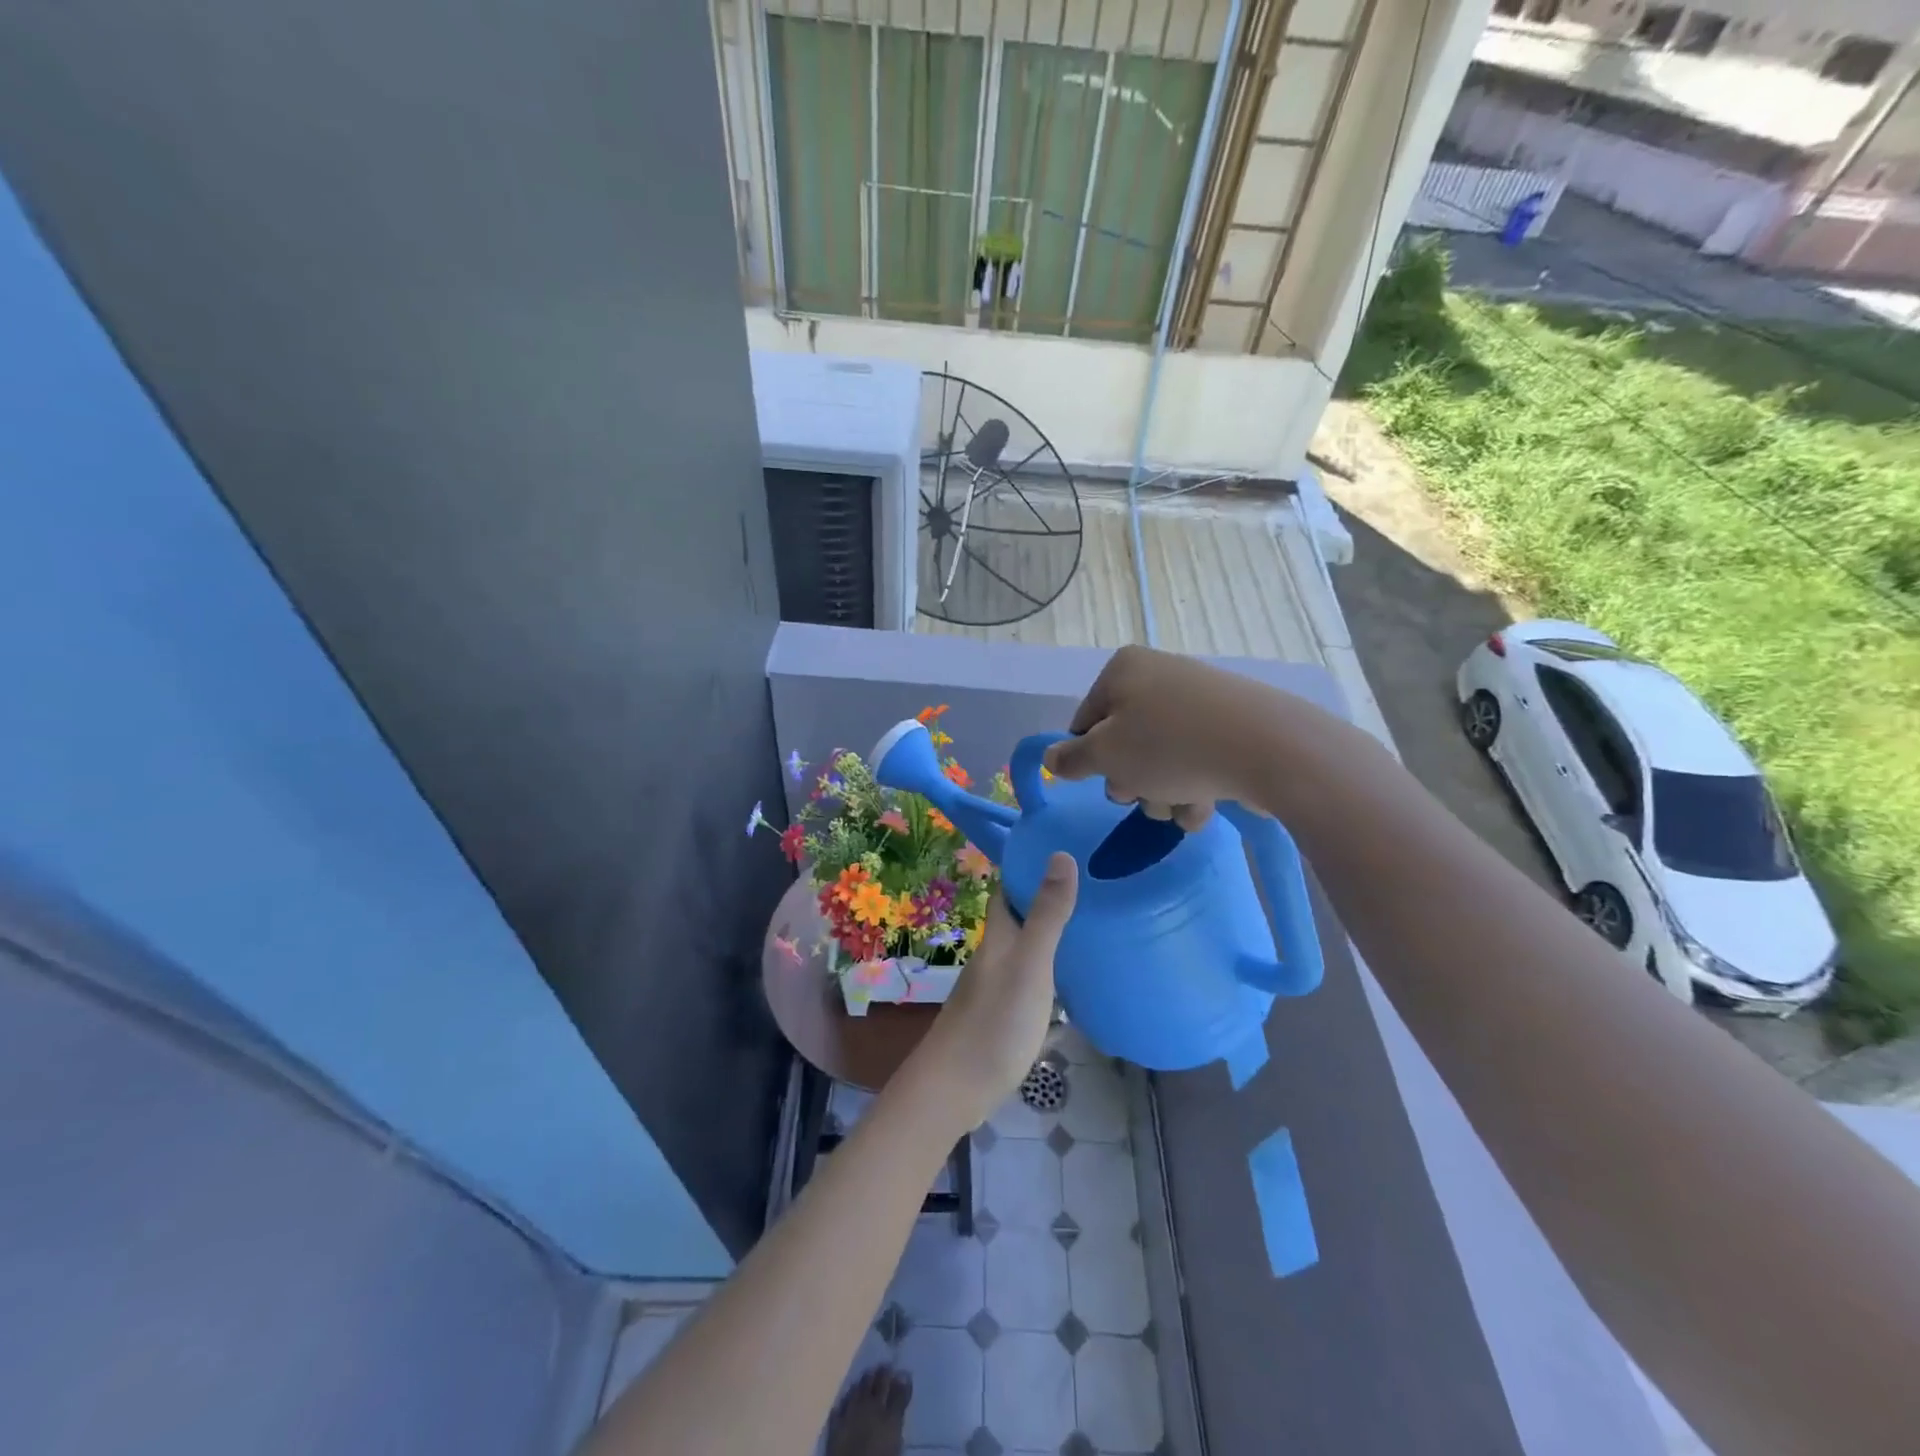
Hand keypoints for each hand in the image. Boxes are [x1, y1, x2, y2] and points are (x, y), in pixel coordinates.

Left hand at [907, 854, 1077, 1134]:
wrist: (955, 1089)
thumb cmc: (995, 1021)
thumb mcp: (1030, 964)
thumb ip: (1047, 914)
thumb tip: (1061, 853)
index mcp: (999, 936)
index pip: (1009, 888)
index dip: (1029, 866)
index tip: (1065, 848)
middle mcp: (996, 956)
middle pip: (1019, 918)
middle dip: (1047, 900)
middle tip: (1092, 889)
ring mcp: (997, 989)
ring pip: (1027, 951)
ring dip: (1052, 938)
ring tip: (1094, 931)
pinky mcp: (1004, 1018)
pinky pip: (1033, 984)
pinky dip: (1053, 976)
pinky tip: (1076, 987)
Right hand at [1041, 645, 1288, 824]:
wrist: (1269, 748)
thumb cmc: (1170, 746)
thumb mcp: (1106, 756)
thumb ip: (1071, 758)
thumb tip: (1050, 758)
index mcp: (1123, 670)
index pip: (1085, 721)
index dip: (1090, 759)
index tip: (1105, 781)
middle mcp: (1159, 676)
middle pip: (1125, 742)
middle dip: (1132, 781)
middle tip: (1143, 796)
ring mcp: (1198, 699)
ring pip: (1160, 758)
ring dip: (1163, 793)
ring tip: (1182, 808)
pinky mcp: (1231, 725)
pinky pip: (1196, 759)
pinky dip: (1194, 786)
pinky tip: (1206, 806)